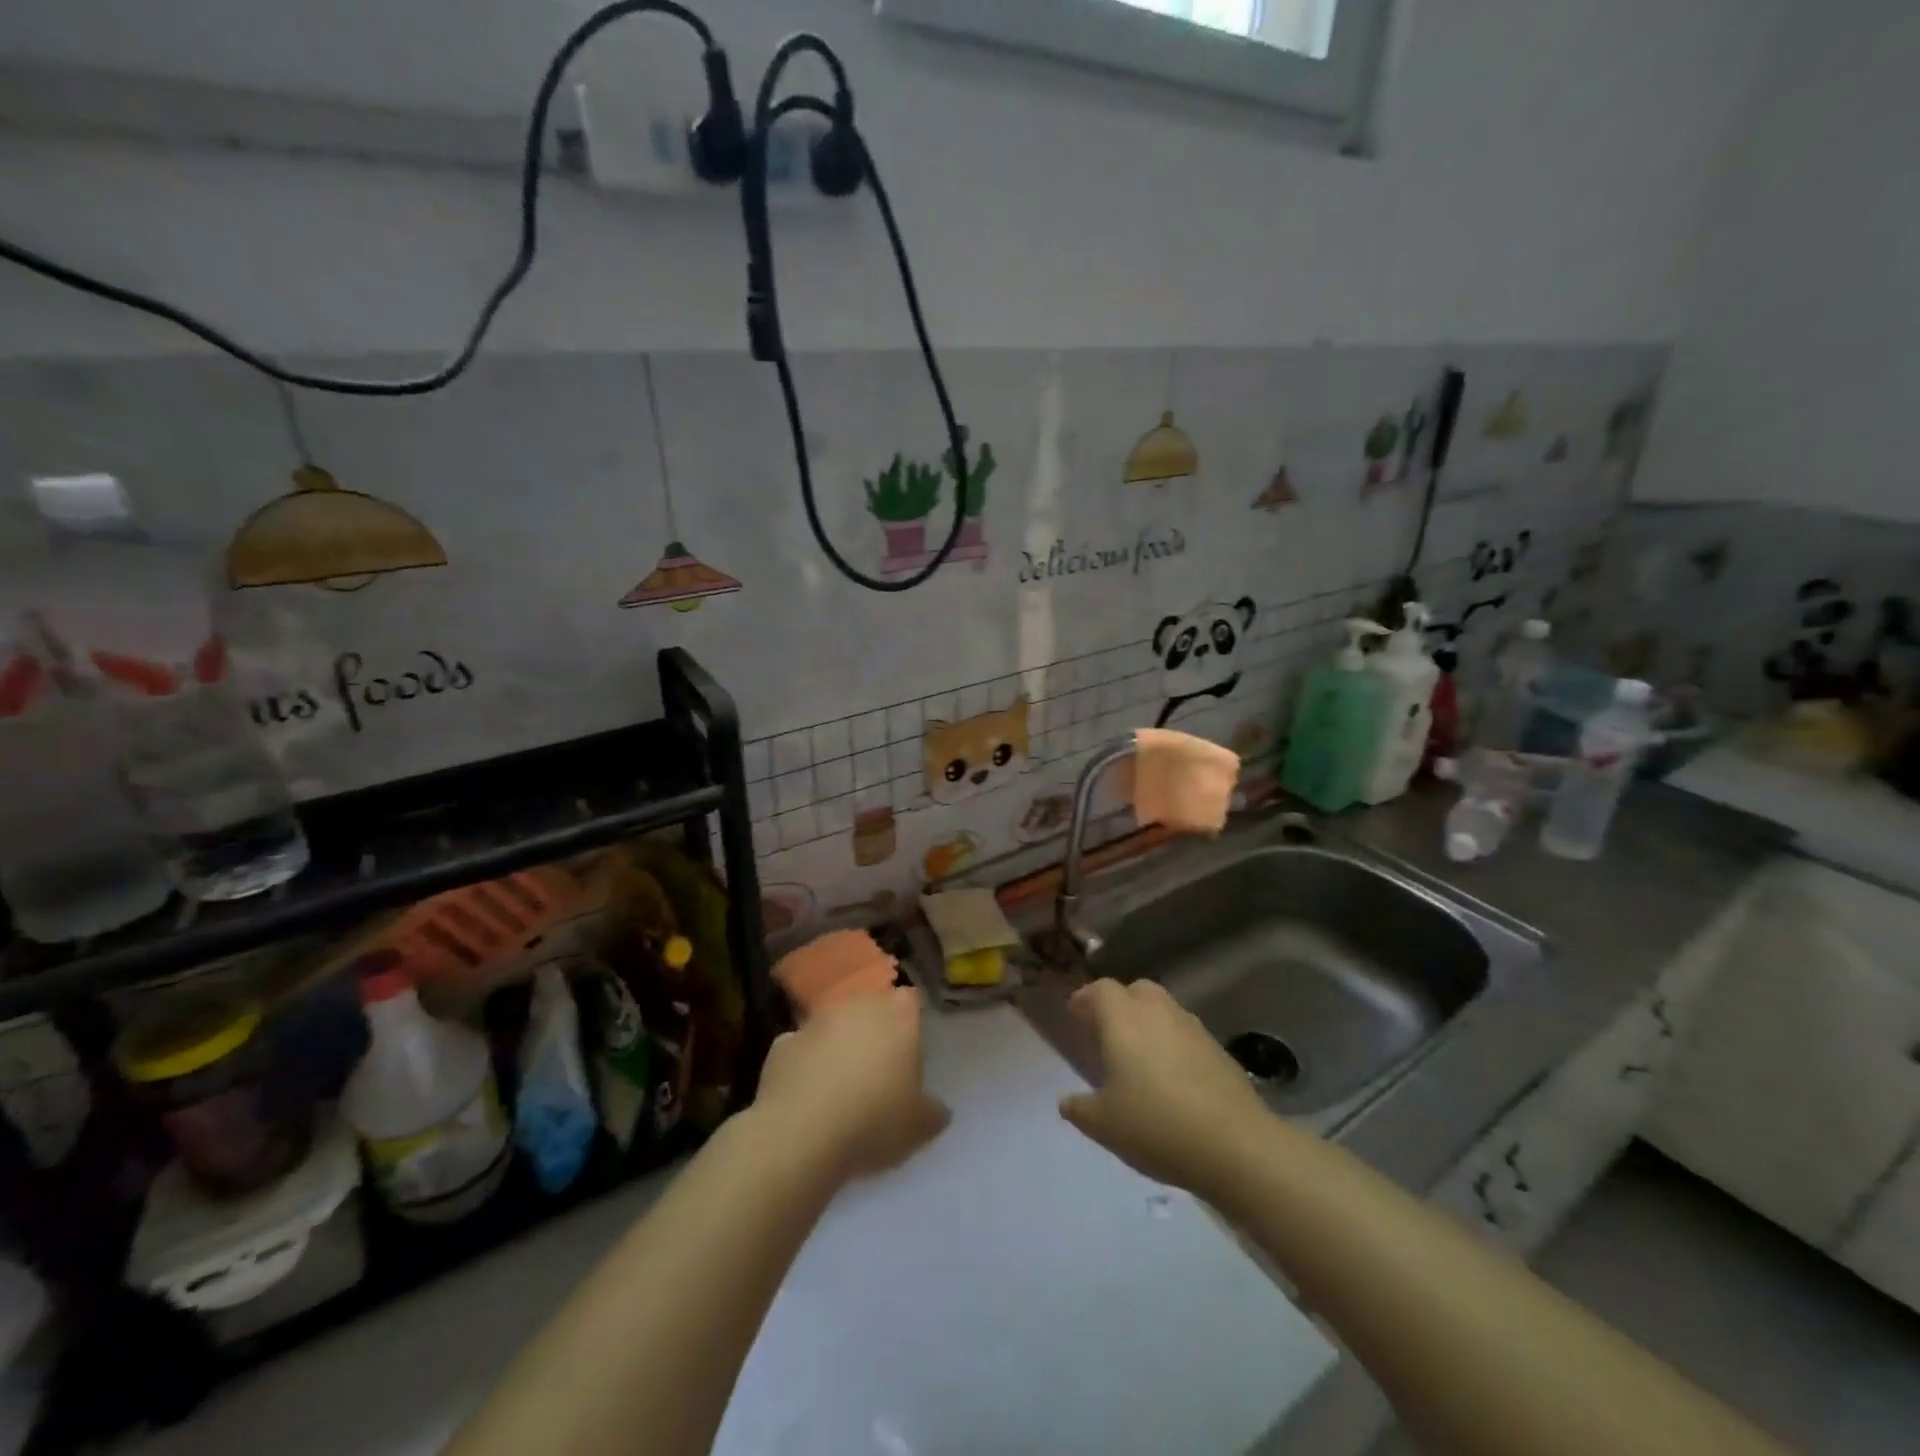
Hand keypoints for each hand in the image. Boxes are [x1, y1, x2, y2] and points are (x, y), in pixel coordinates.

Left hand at [754, 988, 949, 1182]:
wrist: (801, 1133)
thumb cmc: (874, 1120)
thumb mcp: (919, 1127)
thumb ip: (934, 1112)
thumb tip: (939, 1110)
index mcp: (898, 1016)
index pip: (911, 999)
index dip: (912, 1018)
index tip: (912, 1045)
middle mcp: (858, 1006)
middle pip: (871, 1006)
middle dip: (875, 1028)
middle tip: (879, 1065)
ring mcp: (817, 1021)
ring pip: (834, 1024)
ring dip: (839, 1043)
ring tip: (842, 1082)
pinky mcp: (782, 1043)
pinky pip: (801, 1048)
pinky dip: (806, 1062)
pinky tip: (808, 1093)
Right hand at [1059, 979, 1267, 1198]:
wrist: (1236, 1145)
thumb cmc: (1156, 1125)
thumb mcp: (1103, 1125)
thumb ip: (1080, 1108)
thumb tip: (1067, 1102)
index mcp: (1123, 1019)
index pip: (1100, 990)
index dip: (1086, 999)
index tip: (1076, 1014)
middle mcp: (1158, 1012)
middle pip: (1136, 990)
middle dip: (1120, 1003)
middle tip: (1108, 1032)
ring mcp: (1193, 1028)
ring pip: (1165, 1010)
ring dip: (1149, 1022)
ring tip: (1141, 1057)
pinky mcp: (1219, 1050)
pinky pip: (1187, 1035)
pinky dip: (1174, 1045)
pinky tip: (1173, 1079)